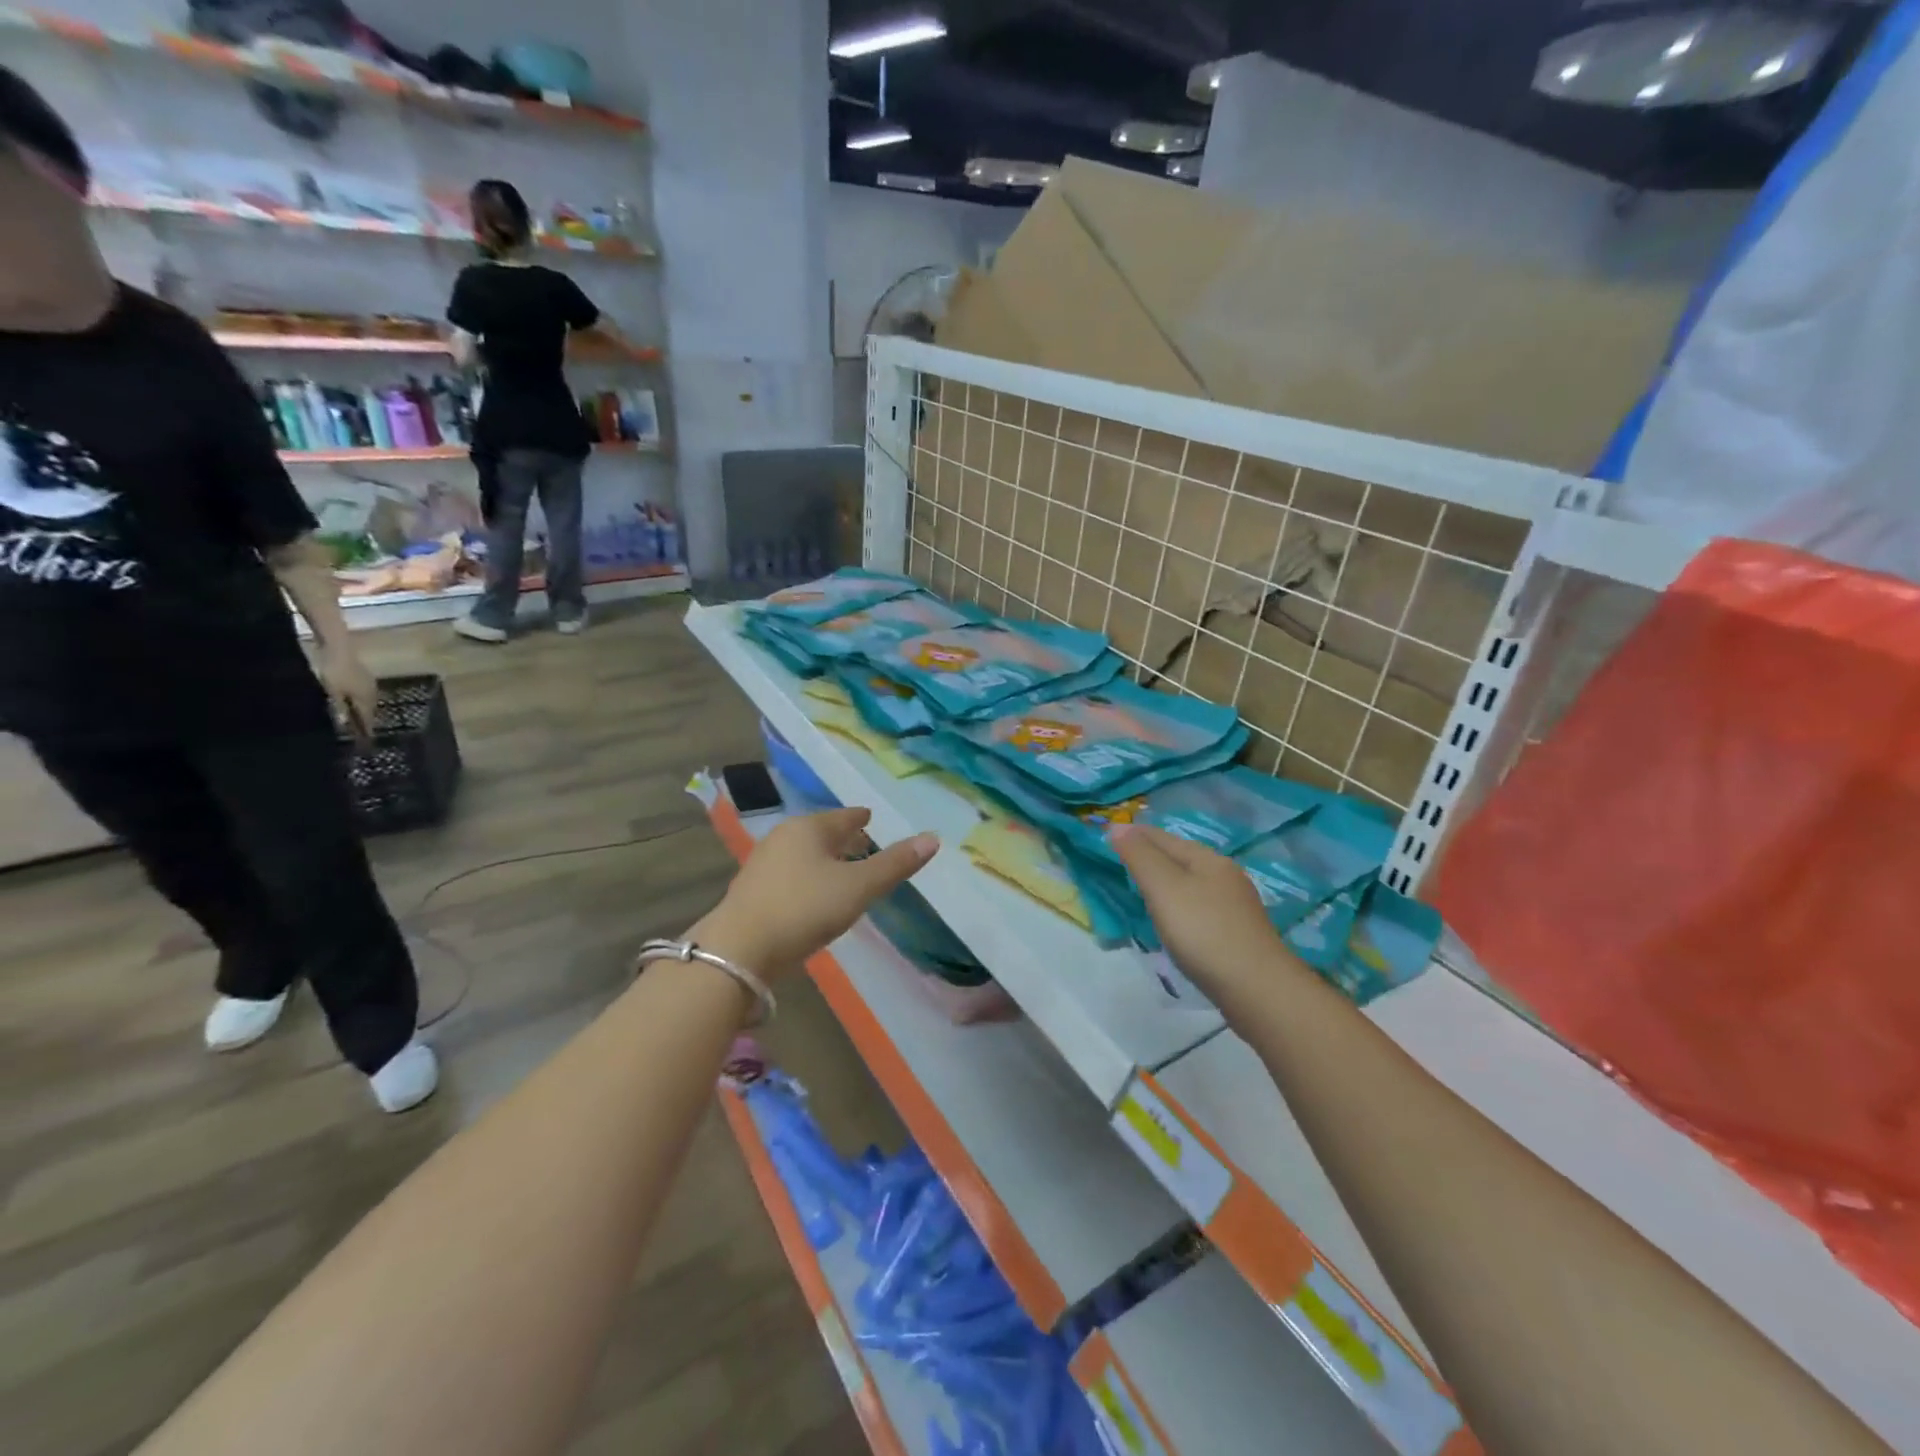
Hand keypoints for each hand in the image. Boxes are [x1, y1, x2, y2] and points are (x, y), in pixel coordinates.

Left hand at [317, 643, 377, 741]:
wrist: (337, 647)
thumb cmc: (335, 672)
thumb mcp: (333, 693)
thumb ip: (339, 709)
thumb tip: (345, 725)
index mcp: (366, 699)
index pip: (368, 720)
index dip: (366, 731)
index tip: (366, 743)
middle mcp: (372, 693)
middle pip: (370, 711)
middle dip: (366, 721)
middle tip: (362, 733)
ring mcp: (370, 683)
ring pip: (368, 701)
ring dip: (364, 710)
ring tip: (359, 718)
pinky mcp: (364, 675)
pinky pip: (365, 693)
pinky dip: (360, 700)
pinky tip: (354, 700)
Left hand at [696, 808, 938, 974]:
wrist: (739, 949)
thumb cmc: (804, 908)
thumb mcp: (858, 888)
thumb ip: (895, 865)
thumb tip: (933, 838)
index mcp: (809, 828)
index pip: (844, 816)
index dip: (862, 819)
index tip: (872, 820)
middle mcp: (783, 837)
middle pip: (822, 833)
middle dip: (844, 839)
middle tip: (865, 846)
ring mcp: (763, 864)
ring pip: (804, 854)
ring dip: (825, 860)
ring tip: (844, 872)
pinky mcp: (752, 891)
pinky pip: (790, 875)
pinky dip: (808, 878)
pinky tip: (815, 896)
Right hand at [1110, 824, 1297, 1005]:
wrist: (1257, 989)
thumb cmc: (1203, 932)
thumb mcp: (1164, 888)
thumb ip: (1140, 856)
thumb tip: (1118, 826)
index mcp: (1207, 859)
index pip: (1162, 837)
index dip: (1134, 834)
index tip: (1108, 834)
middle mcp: (1224, 875)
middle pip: (1179, 856)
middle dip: (1151, 855)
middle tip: (1121, 860)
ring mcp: (1234, 905)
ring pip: (1191, 881)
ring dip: (1166, 880)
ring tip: (1142, 887)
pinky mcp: (1237, 932)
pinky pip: (1199, 905)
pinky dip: (1179, 903)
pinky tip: (1173, 917)